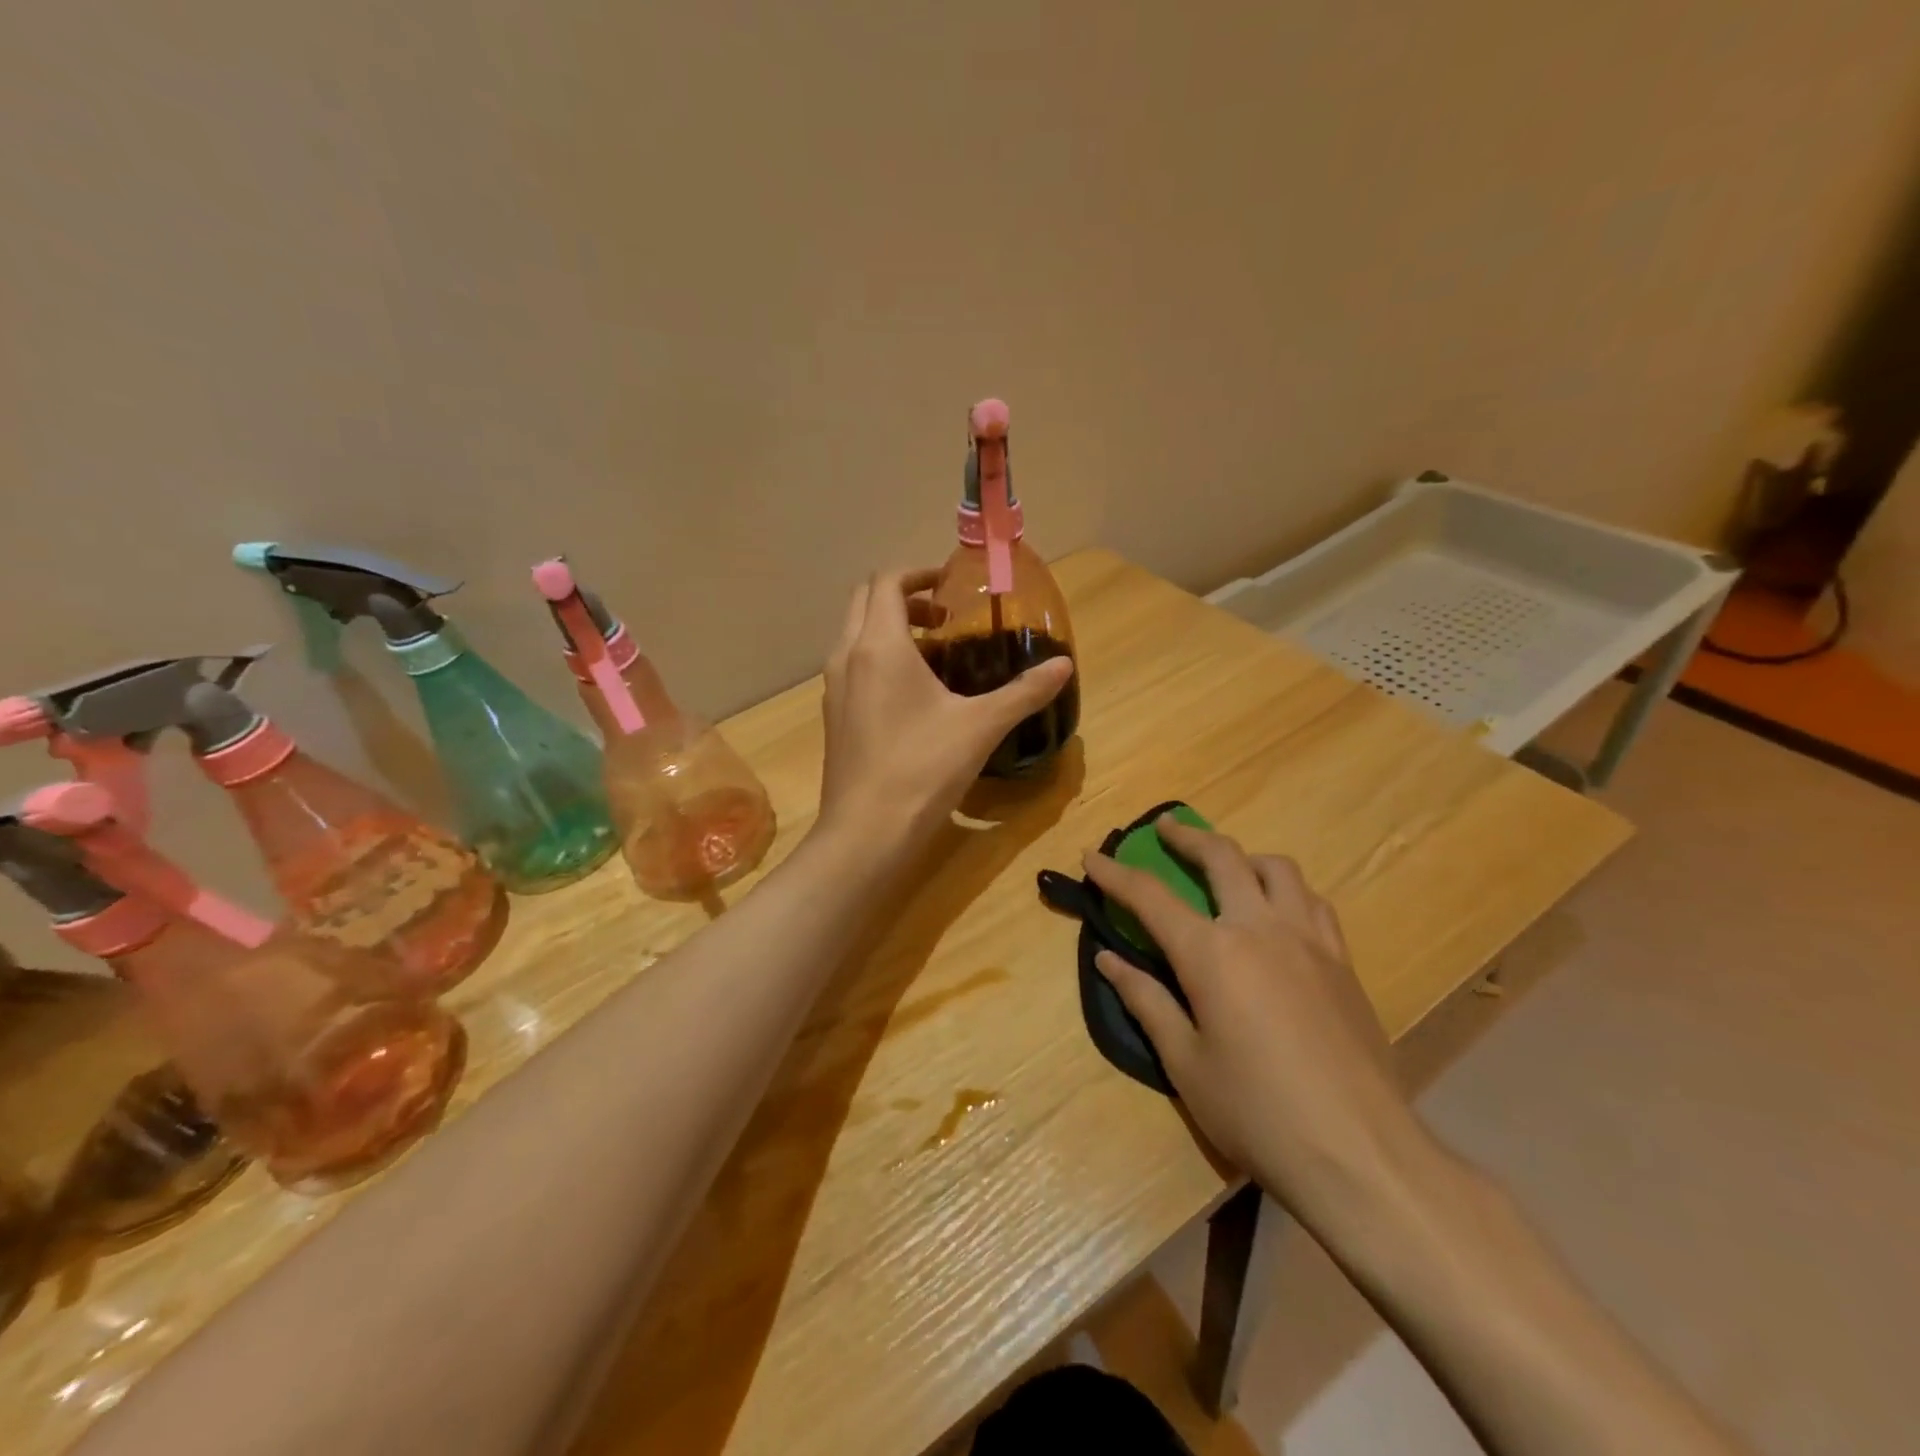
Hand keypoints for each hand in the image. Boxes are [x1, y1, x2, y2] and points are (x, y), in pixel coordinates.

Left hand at [817, 568, 1072, 853]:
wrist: (866, 832)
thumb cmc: (922, 769)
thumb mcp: (981, 726)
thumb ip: (1024, 692)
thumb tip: (1064, 667)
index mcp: (879, 645)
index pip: (887, 581)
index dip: (919, 574)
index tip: (949, 586)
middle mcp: (847, 657)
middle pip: (866, 602)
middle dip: (904, 598)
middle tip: (944, 619)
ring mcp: (834, 689)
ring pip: (856, 636)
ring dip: (890, 630)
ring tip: (934, 654)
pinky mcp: (834, 717)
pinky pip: (853, 667)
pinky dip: (879, 660)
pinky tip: (913, 696)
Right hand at [1083, 816, 1433, 1224]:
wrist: (1360, 1153)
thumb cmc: (1258, 1112)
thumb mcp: (1186, 1063)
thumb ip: (1146, 1000)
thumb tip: (1108, 960)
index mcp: (1213, 953)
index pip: (1151, 896)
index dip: (1115, 874)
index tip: (1090, 856)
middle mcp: (1261, 928)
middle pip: (1222, 857)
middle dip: (1186, 836)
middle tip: (1164, 829)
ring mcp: (1309, 941)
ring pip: (1278, 869)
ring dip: (1243, 857)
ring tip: (1227, 869)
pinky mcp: (1343, 962)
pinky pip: (1313, 902)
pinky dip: (1286, 890)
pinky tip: (1279, 913)